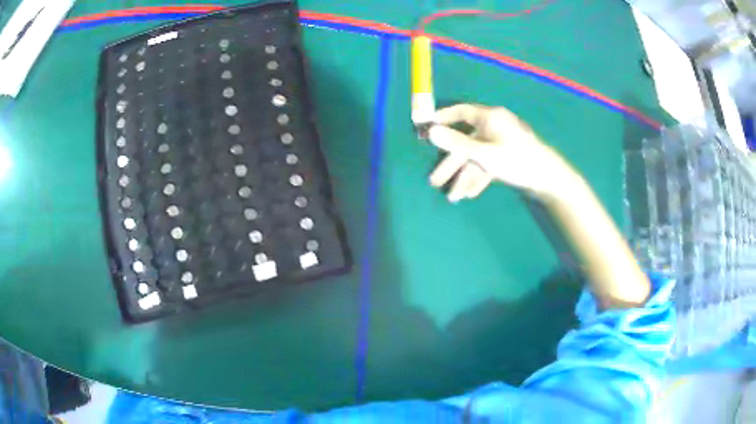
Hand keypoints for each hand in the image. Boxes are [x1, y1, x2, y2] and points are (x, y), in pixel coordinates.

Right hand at [428, 104, 573, 201]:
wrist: (549, 180)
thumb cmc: (517, 160)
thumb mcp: (484, 154)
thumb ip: (456, 144)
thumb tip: (431, 132)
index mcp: (490, 118)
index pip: (461, 112)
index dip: (443, 120)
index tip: (427, 130)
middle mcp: (494, 127)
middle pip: (465, 143)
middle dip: (451, 165)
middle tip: (435, 182)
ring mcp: (501, 143)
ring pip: (476, 158)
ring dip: (464, 177)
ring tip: (454, 197)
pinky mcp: (507, 158)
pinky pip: (487, 165)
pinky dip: (478, 178)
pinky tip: (470, 194)